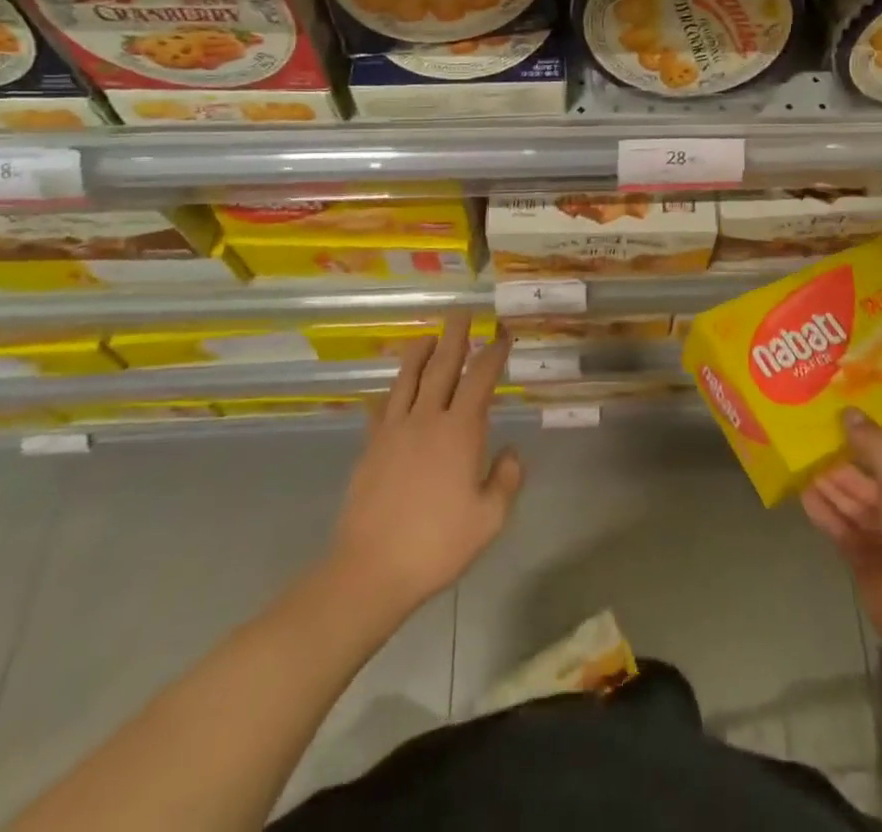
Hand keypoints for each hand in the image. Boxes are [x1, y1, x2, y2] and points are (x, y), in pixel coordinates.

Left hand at [321, 313, 521, 624]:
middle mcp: (427, 419)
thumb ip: (506, 479)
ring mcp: (394, 431)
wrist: (372, 570)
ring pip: (407, 379)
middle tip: (461, 312)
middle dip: (455, 337)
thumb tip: (511, 452)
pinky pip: (380, 409)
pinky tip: (389, 392)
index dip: (493, 353)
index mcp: (460, 431)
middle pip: (442, 366)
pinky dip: (389, 393)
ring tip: (427, 337)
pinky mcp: (370, 447)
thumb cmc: (438, 544)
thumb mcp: (489, 519)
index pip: (481, 379)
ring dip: (419, 354)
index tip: (502, 335)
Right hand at [802, 410, 881, 649]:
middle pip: (868, 484)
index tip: (833, 427)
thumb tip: (848, 411)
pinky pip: (844, 532)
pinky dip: (826, 515)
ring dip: (830, 489)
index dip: (864, 445)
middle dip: (840, 468)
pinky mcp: (867, 565)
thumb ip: (874, 447)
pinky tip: (805, 498)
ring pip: (854, 508)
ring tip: (800, 468)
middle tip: (808, 447)